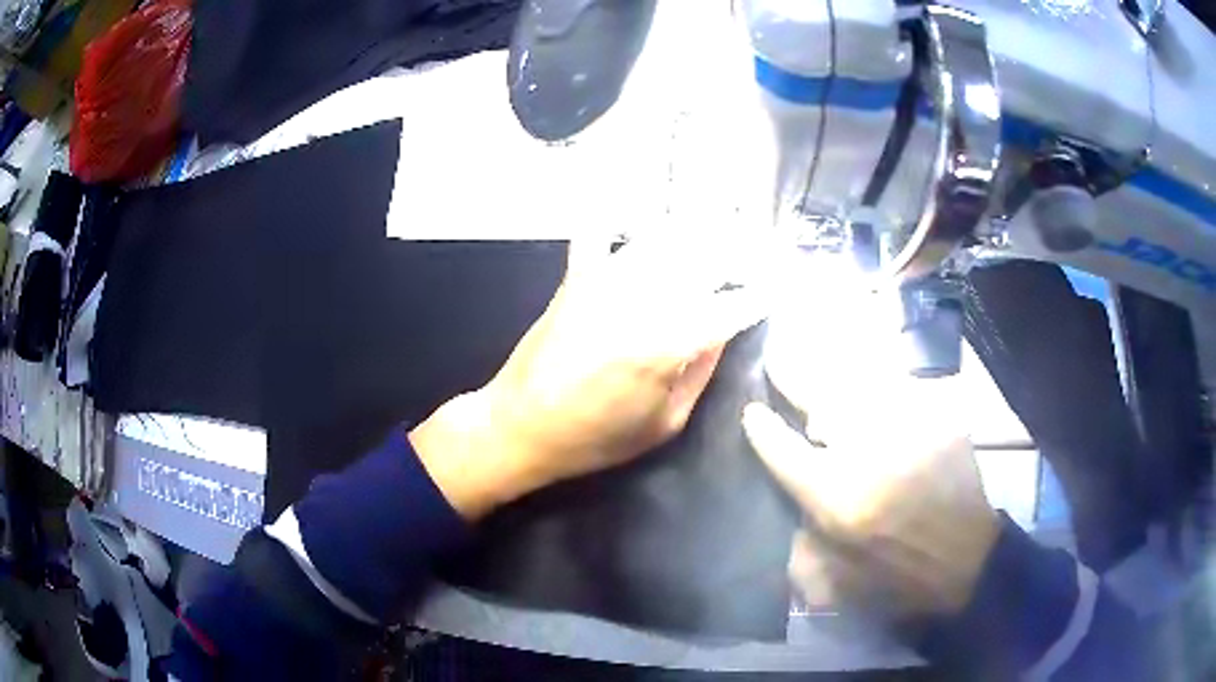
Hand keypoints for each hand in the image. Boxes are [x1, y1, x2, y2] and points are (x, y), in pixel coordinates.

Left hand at [412, 238, 764, 519]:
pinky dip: (621, 215)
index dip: (763, 292)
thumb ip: (702, 371)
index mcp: (669, 343)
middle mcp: (642, 298)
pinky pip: (601, 230)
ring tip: (724, 221)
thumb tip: (726, 328)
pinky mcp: (578, 275)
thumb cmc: (597, 438)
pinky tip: (641, 210)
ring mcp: (606, 279)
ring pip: (666, 236)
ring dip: (700, 227)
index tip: (781, 284)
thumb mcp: (666, 423)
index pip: (733, 304)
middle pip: (706, 256)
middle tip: (764, 246)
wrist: (520, 426)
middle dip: (743, 248)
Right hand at [744, 305, 999, 618]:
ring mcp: (907, 428)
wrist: (963, 559)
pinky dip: (882, 389)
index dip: (761, 428)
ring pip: (861, 383)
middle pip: (820, 399)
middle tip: (779, 356)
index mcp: (835, 496)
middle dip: (793, 374)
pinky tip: (876, 391)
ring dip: (837, 376)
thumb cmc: (895, 574)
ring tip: (822, 363)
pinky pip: (900, 391)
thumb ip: (802, 537)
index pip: (782, 449)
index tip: (750, 411)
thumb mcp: (834, 575)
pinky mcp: (938, 420)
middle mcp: (867, 453)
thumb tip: (787, 503)